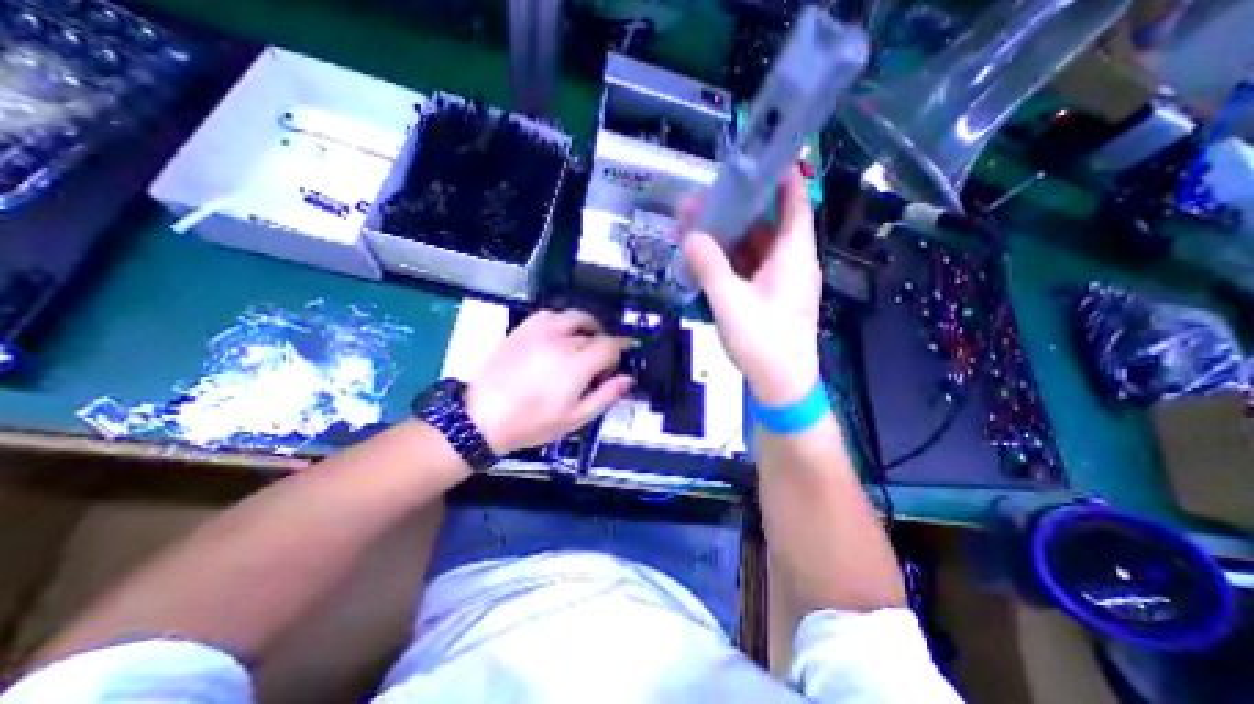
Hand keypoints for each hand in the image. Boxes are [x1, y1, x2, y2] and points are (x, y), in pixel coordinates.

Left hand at [463, 311, 631, 452]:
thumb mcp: (576, 418)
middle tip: (601, 359)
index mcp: (577, 364)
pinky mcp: (523, 330)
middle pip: (594, 332)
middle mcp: (561, 341)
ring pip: (574, 316)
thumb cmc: (531, 422)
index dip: (622, 347)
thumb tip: (627, 380)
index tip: (625, 351)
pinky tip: (560, 333)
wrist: (483, 418)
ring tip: (585, 339)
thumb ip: (606, 396)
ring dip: (586, 325)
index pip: (610, 344)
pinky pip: (549, 314)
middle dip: (603, 343)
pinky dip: (561, 319)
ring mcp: (540, 332)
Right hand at [686, 165, 823, 404]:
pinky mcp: (766, 295)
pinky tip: (705, 257)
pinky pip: (747, 267)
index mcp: (792, 255)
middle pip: (765, 222)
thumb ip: (710, 267)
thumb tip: (691, 236)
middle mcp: (789, 261)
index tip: (756, 156)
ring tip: (695, 225)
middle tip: (701, 199)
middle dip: (735, 209)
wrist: (781, 384)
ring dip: (727, 236)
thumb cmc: (764, 342)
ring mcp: (777, 279)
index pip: (793, 201)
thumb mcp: (731, 302)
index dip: (780, 175)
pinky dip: (728, 259)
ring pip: (753, 246)